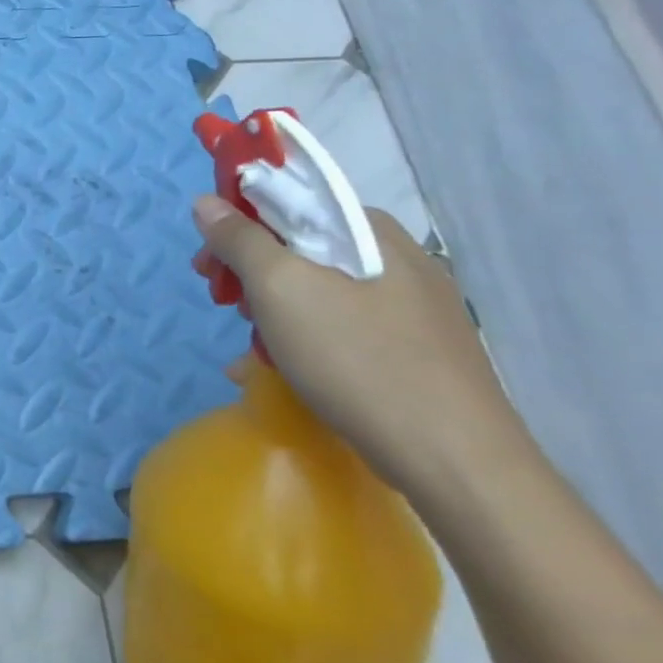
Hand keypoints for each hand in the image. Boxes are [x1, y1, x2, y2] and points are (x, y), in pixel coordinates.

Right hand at [192, 195, 527, 500]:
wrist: (457, 464)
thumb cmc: (359, 360)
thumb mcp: (281, 289)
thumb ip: (239, 239)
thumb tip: (206, 201)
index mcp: (371, 232)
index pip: (291, 198)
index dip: (237, 222)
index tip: (208, 261)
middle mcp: (396, 259)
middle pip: (301, 245)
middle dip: (250, 271)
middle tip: (222, 304)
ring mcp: (411, 307)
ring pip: (318, 288)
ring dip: (272, 308)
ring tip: (251, 346)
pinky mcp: (415, 349)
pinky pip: (340, 324)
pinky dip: (303, 337)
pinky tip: (280, 369)